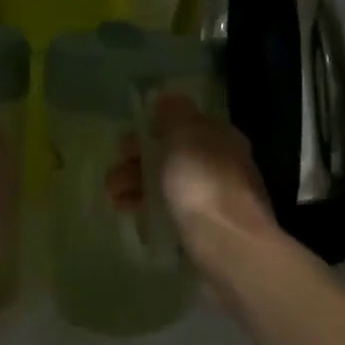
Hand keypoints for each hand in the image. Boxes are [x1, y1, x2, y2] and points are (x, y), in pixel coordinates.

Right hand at [102, 93, 276, 268]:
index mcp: (219, 137)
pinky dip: (151, 211)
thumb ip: (174, 114)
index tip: (125, 145)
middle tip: (114, 176)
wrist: (230, 247)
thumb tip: (166, 97)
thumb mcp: (185, 136)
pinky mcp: (208, 230)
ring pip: (169, 186)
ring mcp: (215, 199)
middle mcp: (221, 164)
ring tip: (115, 200)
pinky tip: (136, 218)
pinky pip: (173, 214)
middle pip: (172, 157)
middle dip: (138, 163)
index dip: (150, 131)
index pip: (181, 126)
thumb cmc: (203, 184)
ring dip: (138, 188)